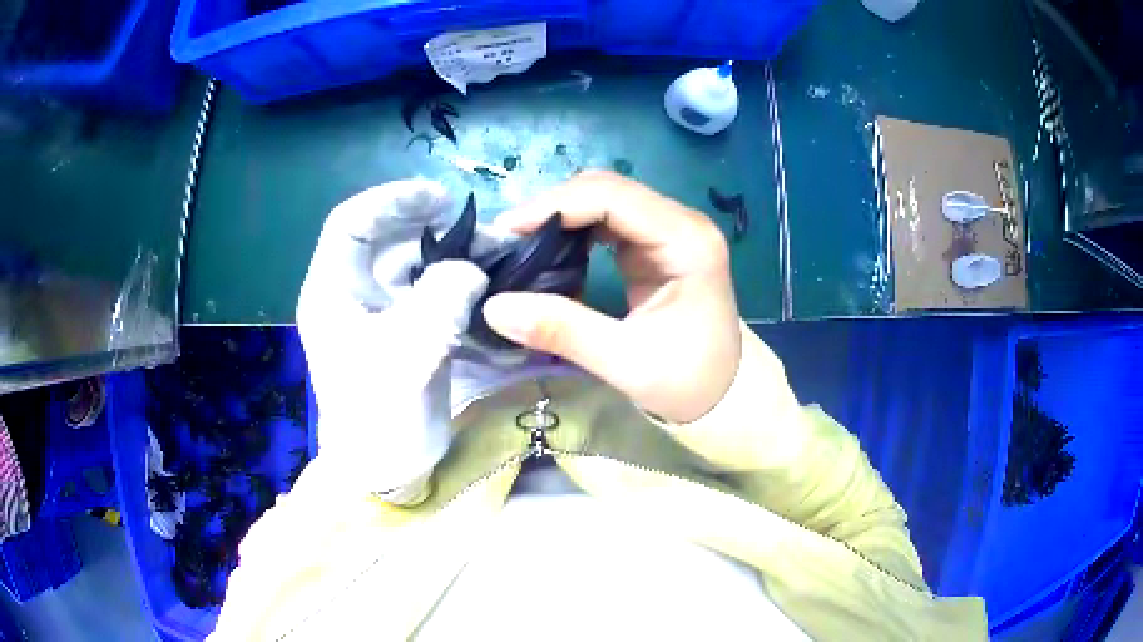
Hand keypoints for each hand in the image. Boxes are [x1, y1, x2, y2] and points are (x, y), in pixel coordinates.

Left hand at [297, 179, 488, 495]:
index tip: (441, 199)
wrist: (386, 470)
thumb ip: (440, 300)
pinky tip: (492, 291)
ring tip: (499, 258)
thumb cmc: (379, 416)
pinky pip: (433, 295)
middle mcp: (352, 294)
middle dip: (435, 229)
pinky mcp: (405, 333)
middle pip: (389, 241)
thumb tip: (471, 269)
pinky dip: (461, 289)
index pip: (351, 222)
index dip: (392, 199)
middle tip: (481, 231)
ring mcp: (380, 314)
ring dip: (455, 259)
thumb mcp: (406, 355)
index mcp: (332, 291)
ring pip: (416, 267)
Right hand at [482, 171, 741, 423]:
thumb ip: (562, 330)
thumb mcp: (624, 361)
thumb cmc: (686, 381)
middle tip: (507, 238)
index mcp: (686, 241)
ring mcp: (668, 230)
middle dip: (553, 207)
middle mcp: (680, 223)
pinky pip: (607, 220)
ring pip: (604, 199)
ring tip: (519, 242)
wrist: (724, 395)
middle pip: (607, 189)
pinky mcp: (654, 244)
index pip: (613, 197)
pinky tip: (548, 248)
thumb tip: (494, 307)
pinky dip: (573, 229)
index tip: (506, 230)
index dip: (555, 205)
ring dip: (560, 215)